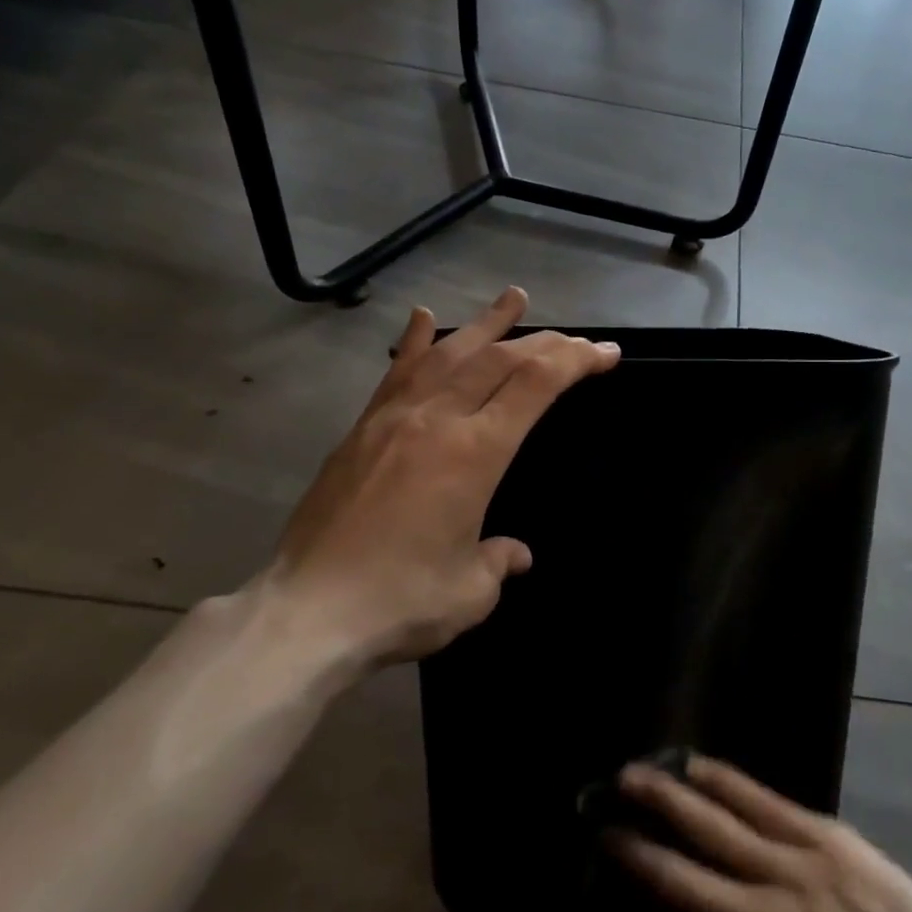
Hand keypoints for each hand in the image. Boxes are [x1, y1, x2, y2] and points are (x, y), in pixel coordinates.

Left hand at [249, 286, 617, 674]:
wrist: (306, 613)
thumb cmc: (400, 601)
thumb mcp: (471, 591)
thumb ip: (499, 561)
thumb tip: (516, 554)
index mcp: (476, 452)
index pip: (536, 385)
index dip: (577, 361)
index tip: (606, 354)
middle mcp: (438, 419)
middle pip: (501, 359)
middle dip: (548, 343)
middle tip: (580, 341)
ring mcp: (395, 417)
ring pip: (450, 352)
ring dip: (488, 323)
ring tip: (515, 297)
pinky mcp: (362, 429)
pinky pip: (397, 372)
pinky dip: (415, 341)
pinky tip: (423, 316)